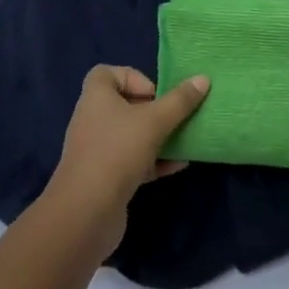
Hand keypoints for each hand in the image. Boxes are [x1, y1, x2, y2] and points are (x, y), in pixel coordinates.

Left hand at [42, 65, 208, 259]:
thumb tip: (203, 79)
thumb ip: (180, 101)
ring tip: (184, 138)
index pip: (107, 73)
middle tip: (174, 116)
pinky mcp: (105, 179)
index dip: (133, 77)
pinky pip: (133, 161)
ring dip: (157, 136)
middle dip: (152, 109)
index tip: (155, 93)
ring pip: (131, 135)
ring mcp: (98, 151)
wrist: (86, 214)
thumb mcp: (155, 121)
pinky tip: (179, 165)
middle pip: (124, 104)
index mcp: (96, 98)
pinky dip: (154, 161)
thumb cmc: (117, 152)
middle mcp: (93, 121)